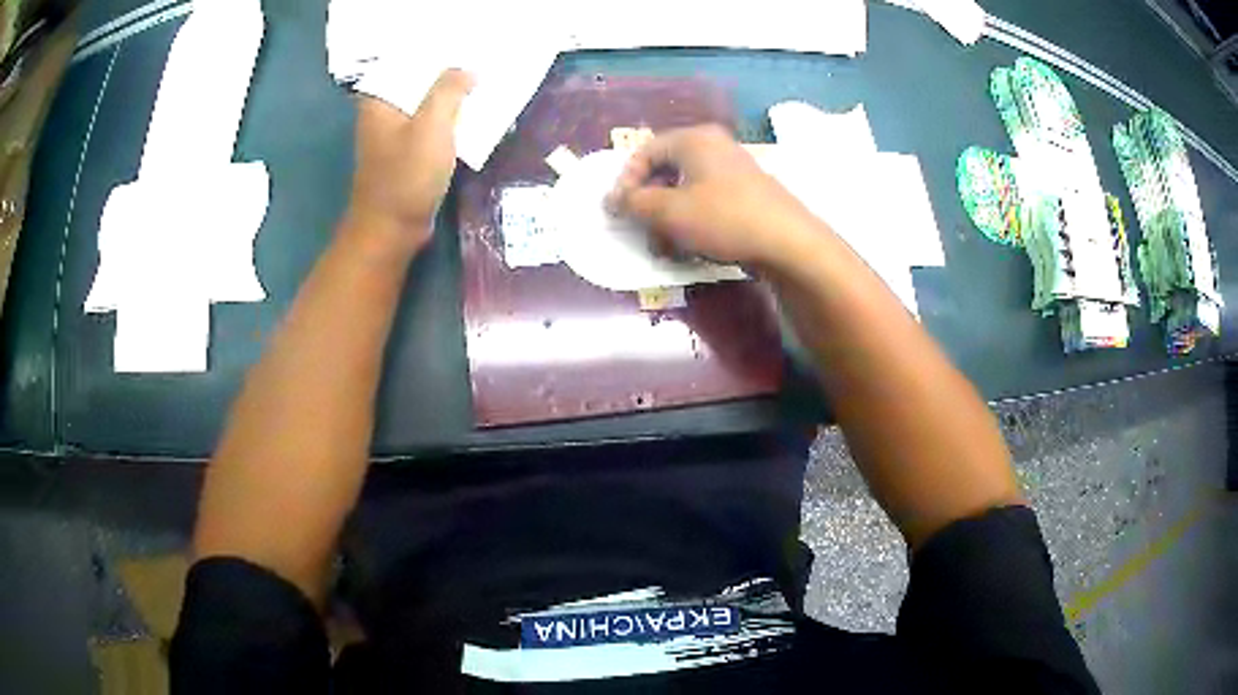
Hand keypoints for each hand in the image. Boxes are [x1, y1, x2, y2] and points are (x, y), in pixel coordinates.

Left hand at [347, 69, 473, 252]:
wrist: (392, 229)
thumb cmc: (407, 176)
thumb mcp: (432, 125)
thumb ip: (449, 89)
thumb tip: (467, 70)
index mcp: (379, 100)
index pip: (407, 61)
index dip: (436, 52)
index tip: (465, 46)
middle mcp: (382, 112)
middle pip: (417, 81)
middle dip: (448, 72)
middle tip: (481, 62)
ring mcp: (393, 133)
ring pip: (426, 103)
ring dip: (451, 97)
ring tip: (482, 83)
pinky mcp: (406, 152)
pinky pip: (430, 125)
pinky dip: (448, 119)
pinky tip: (472, 115)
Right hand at [606, 125, 816, 268]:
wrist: (789, 243)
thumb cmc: (723, 218)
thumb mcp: (669, 212)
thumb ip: (634, 203)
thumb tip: (613, 200)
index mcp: (694, 139)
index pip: (644, 152)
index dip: (625, 182)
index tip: (616, 212)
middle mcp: (714, 147)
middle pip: (666, 171)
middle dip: (649, 206)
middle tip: (641, 231)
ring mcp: (734, 171)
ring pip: (686, 191)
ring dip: (669, 219)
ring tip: (666, 249)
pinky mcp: (747, 195)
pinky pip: (708, 202)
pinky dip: (693, 222)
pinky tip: (692, 249)